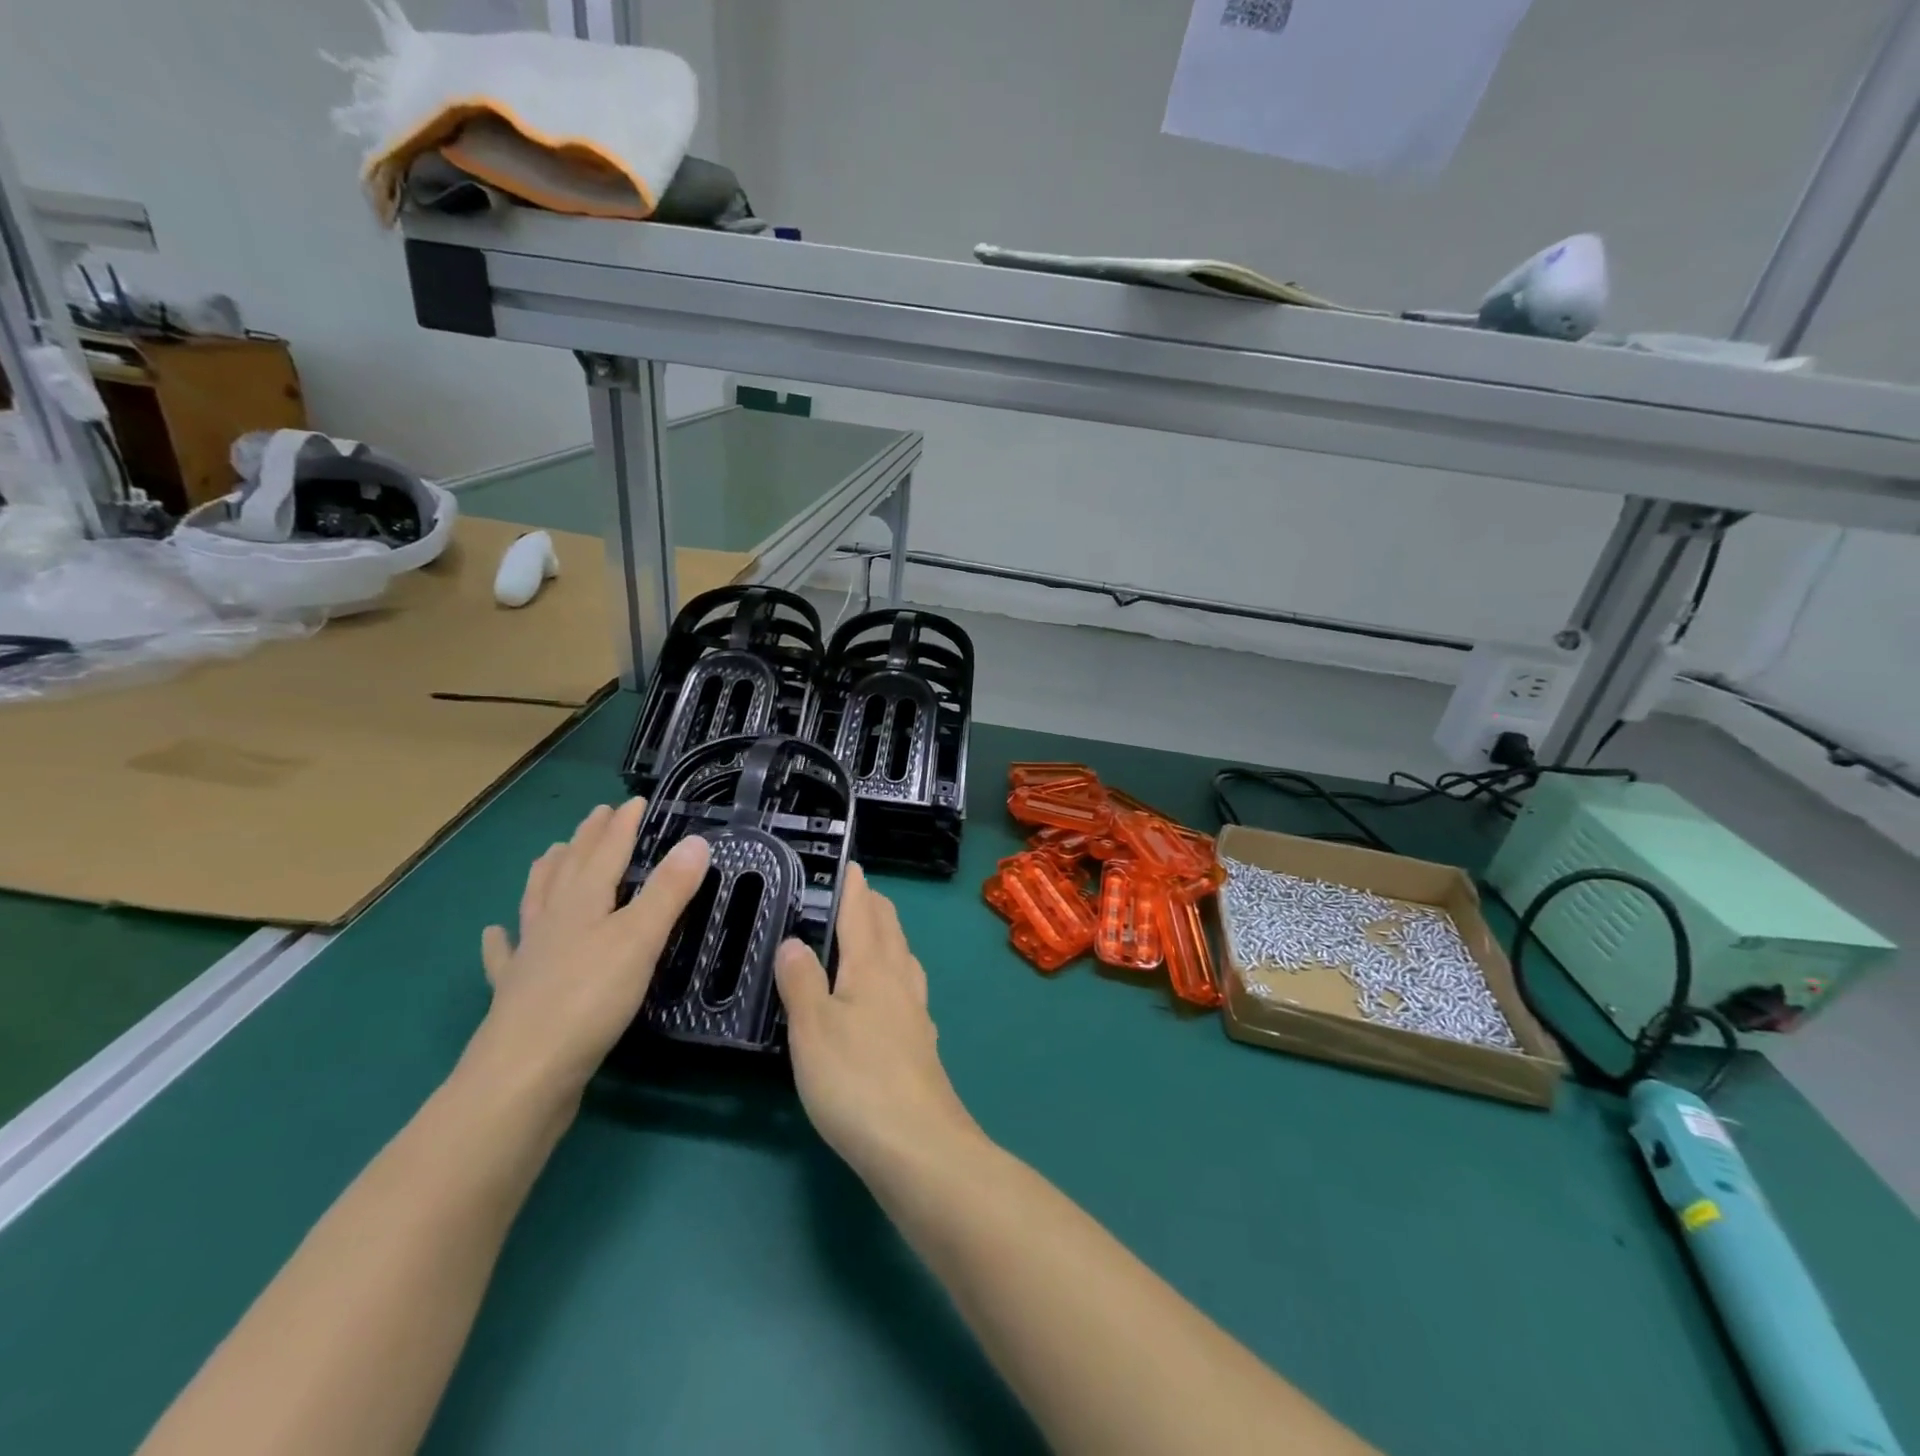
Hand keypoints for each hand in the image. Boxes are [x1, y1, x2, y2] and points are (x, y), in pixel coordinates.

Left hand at [471, 800, 710, 1102]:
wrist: (523, 1076)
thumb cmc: (589, 1000)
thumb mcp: (641, 939)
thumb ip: (669, 891)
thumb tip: (696, 841)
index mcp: (582, 902)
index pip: (606, 852)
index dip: (622, 825)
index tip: (633, 800)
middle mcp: (552, 921)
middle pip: (569, 869)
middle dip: (586, 839)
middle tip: (596, 816)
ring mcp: (529, 957)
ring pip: (537, 902)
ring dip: (546, 873)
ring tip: (551, 853)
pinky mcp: (516, 995)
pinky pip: (505, 957)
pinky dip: (500, 940)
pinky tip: (494, 934)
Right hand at [775, 865, 982, 1180]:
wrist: (918, 1144)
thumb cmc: (856, 1080)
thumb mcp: (812, 1028)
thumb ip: (801, 982)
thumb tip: (794, 940)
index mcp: (872, 968)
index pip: (862, 915)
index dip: (856, 888)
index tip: (853, 865)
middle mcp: (900, 982)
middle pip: (890, 932)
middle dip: (876, 907)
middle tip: (861, 893)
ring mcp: (916, 1014)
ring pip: (905, 960)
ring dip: (890, 938)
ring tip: (877, 934)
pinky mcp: (922, 1045)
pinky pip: (910, 991)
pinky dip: (898, 976)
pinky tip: (893, 996)